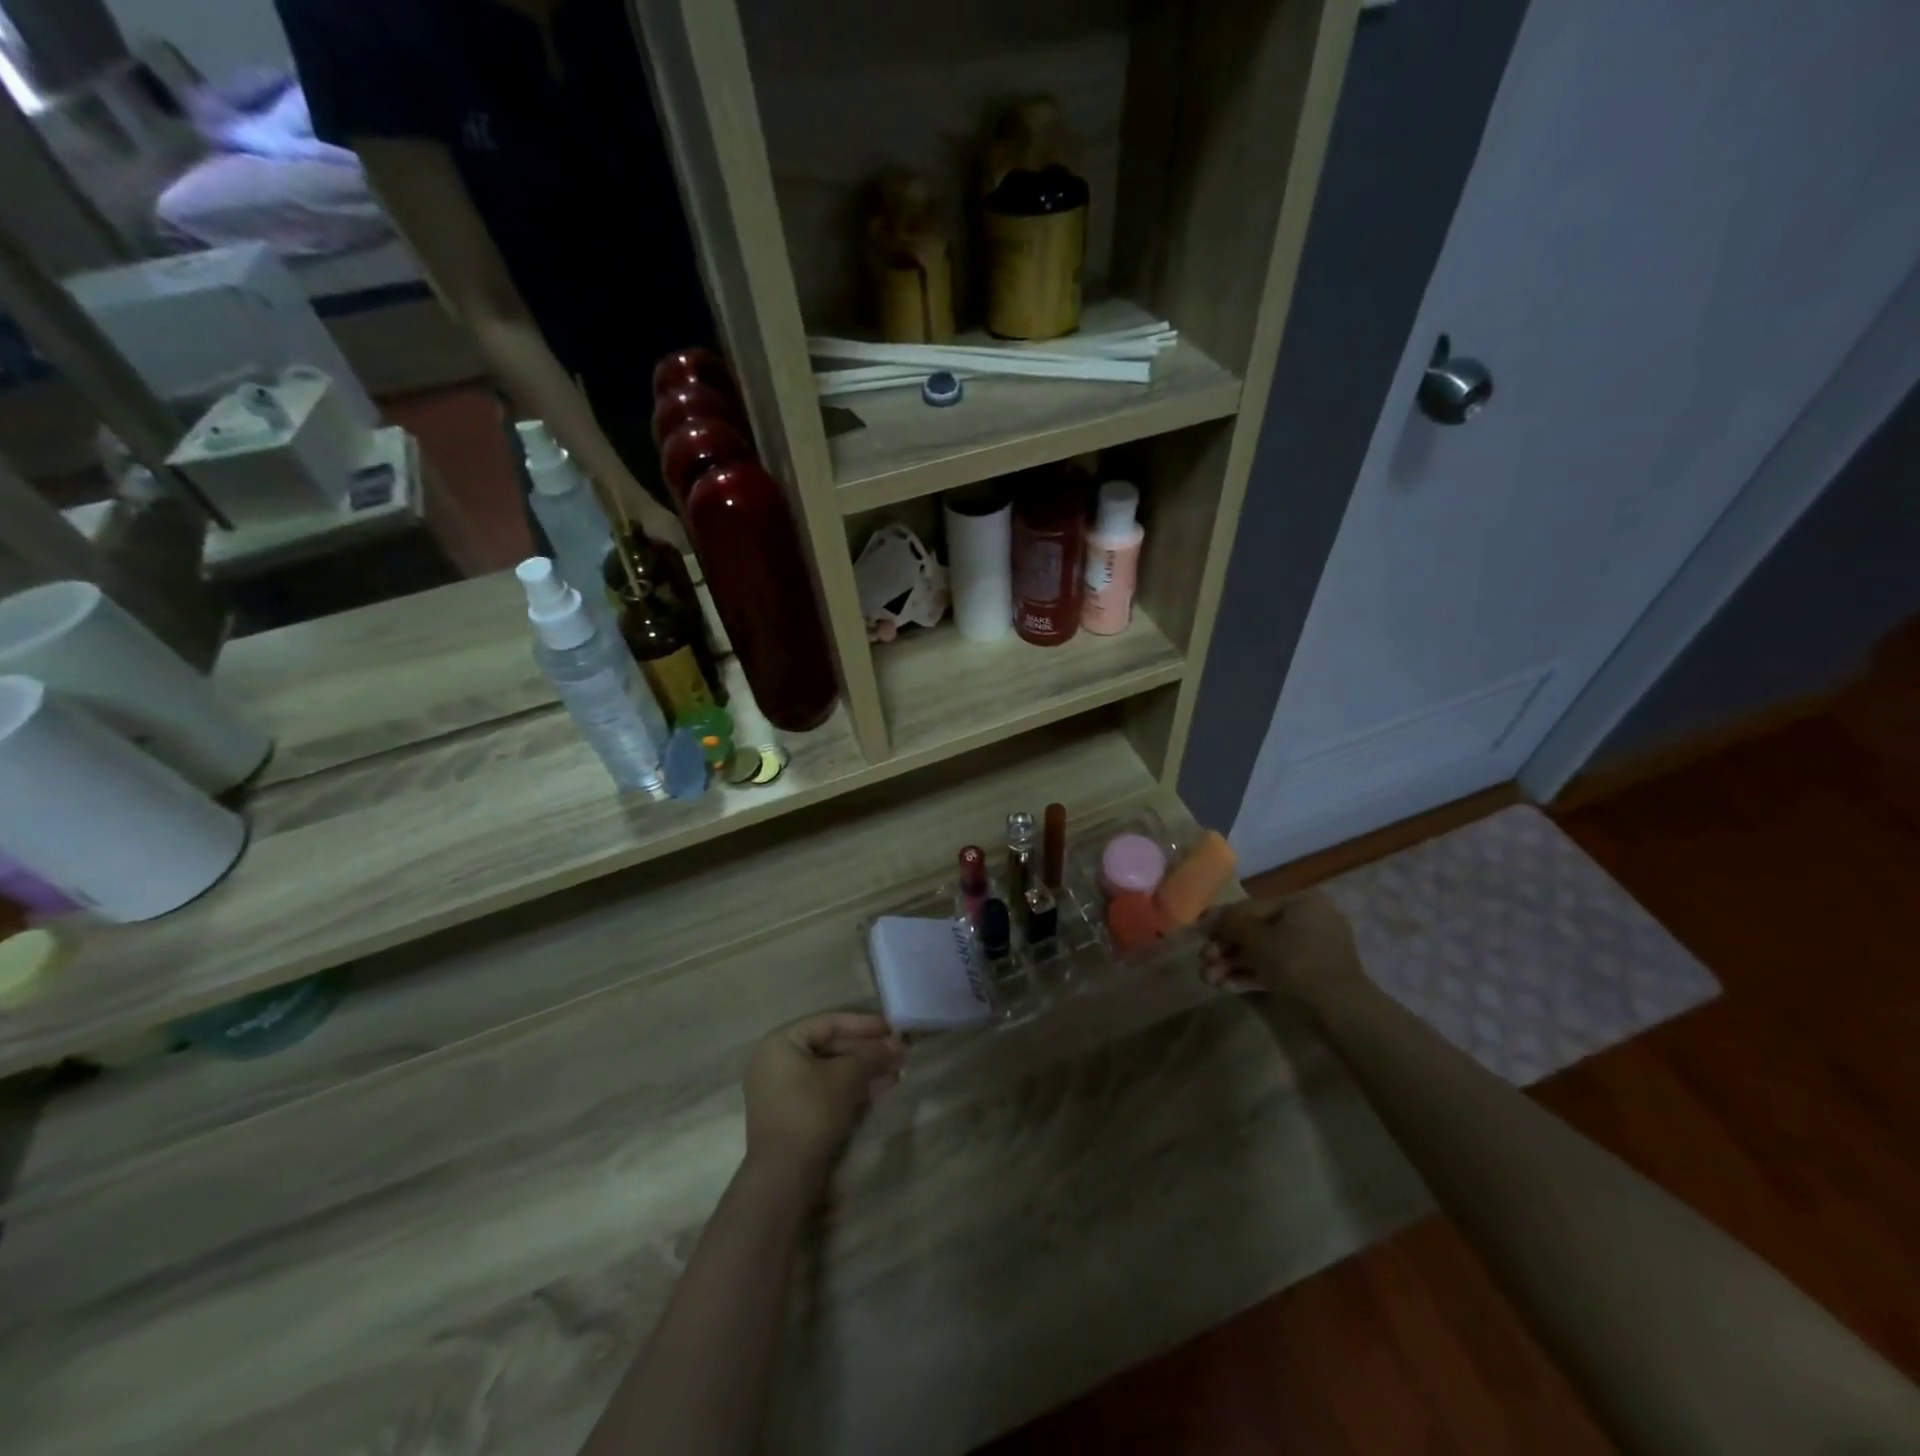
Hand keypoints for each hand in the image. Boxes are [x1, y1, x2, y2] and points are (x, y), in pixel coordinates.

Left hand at [742, 1012, 904, 1184]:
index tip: (893, 1028)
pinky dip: (852, 1088)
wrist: (785, 1175)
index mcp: (781, 1043)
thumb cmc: (811, 1110)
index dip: (864, 1024)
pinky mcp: (795, 1115)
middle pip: (831, 1047)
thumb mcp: (846, 1076)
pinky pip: (826, 1091)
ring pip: (832, 1071)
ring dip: (865, 1071)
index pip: (829, 1023)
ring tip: (896, 1072)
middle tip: (898, 1054)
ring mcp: (784, 1091)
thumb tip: (898, 1044)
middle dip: (867, 1052)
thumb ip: (872, 1055)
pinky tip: (881, 1089)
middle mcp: (778, 1062)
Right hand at [1201, 892, 1366, 1006]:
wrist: (1341, 1013)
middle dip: (1226, 949)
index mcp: (1301, 903)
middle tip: (1204, 962)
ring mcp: (1313, 950)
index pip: (1251, 907)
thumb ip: (1230, 924)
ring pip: (1264, 952)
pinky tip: (1227, 987)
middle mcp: (1309, 920)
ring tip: (1210, 980)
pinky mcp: (1312, 975)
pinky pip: (1276, 968)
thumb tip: (1208, 917)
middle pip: (1256, 931)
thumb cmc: (1298, 965)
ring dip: (1234, 965)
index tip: (1198, 932)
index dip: (1221, 919)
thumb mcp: (1258, 940)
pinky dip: (1252, 975)